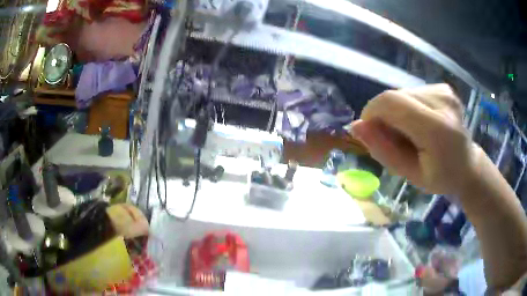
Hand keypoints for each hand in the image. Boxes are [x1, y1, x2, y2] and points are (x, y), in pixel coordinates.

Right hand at [350, 84, 478, 195]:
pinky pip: (413, 93)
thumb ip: (383, 150)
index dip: (372, 113)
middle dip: (385, 117)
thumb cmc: (440, 177)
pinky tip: (421, 123)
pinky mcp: (444, 88)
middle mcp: (442, 102)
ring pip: (402, 94)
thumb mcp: (409, 174)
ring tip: (411, 134)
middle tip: (396, 140)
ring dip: (397, 113)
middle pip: (395, 97)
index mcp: (437, 129)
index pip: (391, 102)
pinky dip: (409, 108)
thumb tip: (355, 126)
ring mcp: (445, 92)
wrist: (467, 166)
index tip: (370, 132)